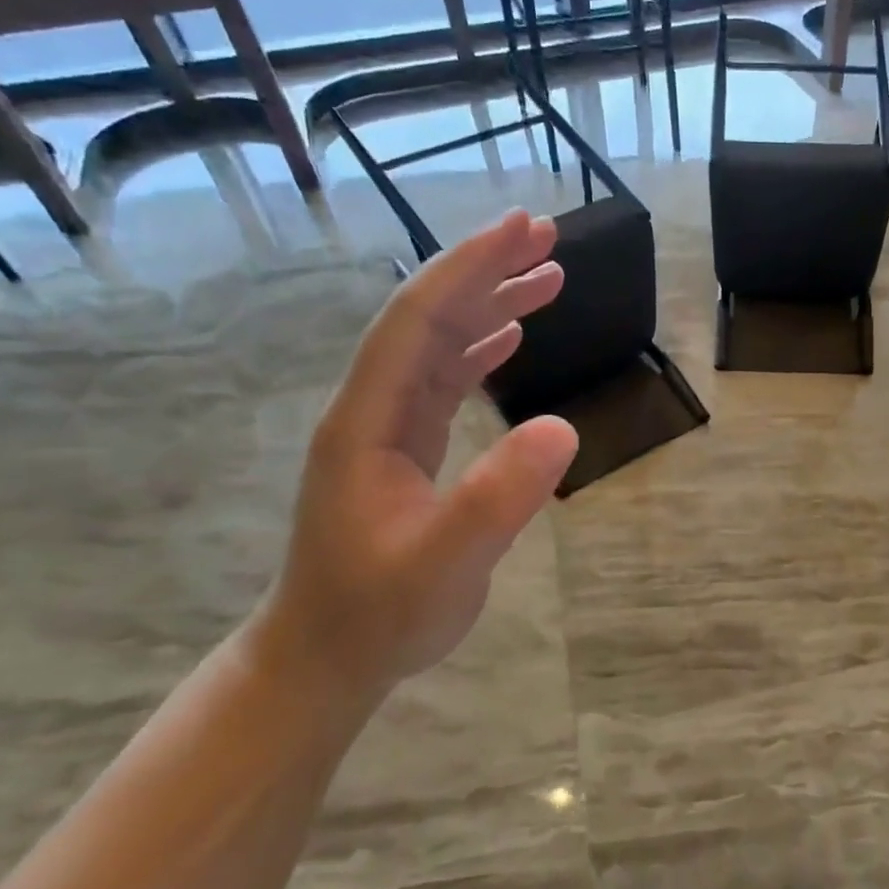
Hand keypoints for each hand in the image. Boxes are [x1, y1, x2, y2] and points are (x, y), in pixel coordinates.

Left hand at [254, 210, 577, 700]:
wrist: (325, 658)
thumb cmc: (378, 616)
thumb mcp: (444, 565)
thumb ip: (498, 499)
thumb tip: (563, 427)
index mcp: (366, 421)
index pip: (417, 321)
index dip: (470, 269)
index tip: (522, 230)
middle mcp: (372, 409)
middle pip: (428, 317)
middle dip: (486, 270)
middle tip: (547, 236)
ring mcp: (386, 427)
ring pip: (439, 344)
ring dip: (490, 304)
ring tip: (549, 276)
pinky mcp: (405, 448)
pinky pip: (445, 379)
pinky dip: (482, 348)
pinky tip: (513, 337)